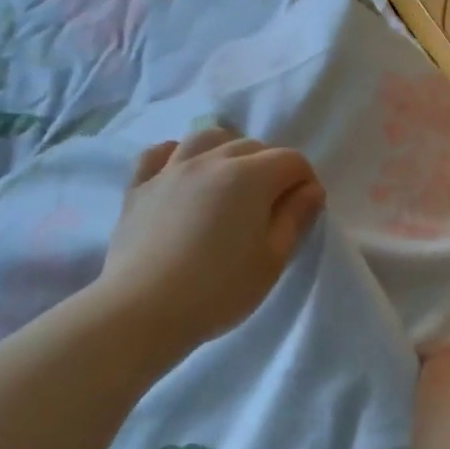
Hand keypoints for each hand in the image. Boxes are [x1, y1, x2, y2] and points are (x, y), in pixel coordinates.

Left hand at [97, 126, 325, 357]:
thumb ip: (295, 219)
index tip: (304, 210)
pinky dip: (177, 156)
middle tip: (271, 207)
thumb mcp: (272, 260)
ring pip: (206, 139)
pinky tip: (181, 173)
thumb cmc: (219, 290)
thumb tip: (311, 190)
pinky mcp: (139, 187)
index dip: (305, 181)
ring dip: (227, 151)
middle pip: (251, 146)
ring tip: (230, 181)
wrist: (143, 309)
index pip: (291, 161)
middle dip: (270, 167)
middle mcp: (211, 160)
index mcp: (250, 177)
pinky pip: (160, 154)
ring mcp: (170, 170)